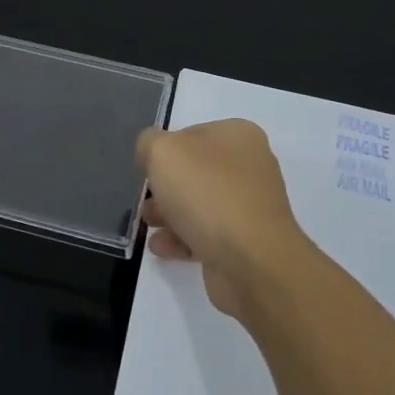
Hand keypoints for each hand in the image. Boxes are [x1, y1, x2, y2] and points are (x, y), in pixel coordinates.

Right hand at [135, 119, 315, 318]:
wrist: (251, 260)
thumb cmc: (207, 194)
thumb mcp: (163, 152)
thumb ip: (148, 144)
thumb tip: (150, 154)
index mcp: (239, 135)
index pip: (190, 134)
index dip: (163, 150)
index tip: (145, 170)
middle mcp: (250, 166)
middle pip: (195, 172)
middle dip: (164, 187)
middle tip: (144, 201)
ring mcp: (251, 206)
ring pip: (200, 204)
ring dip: (169, 214)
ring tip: (148, 225)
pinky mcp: (246, 242)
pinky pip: (207, 234)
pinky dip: (182, 239)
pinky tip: (162, 247)